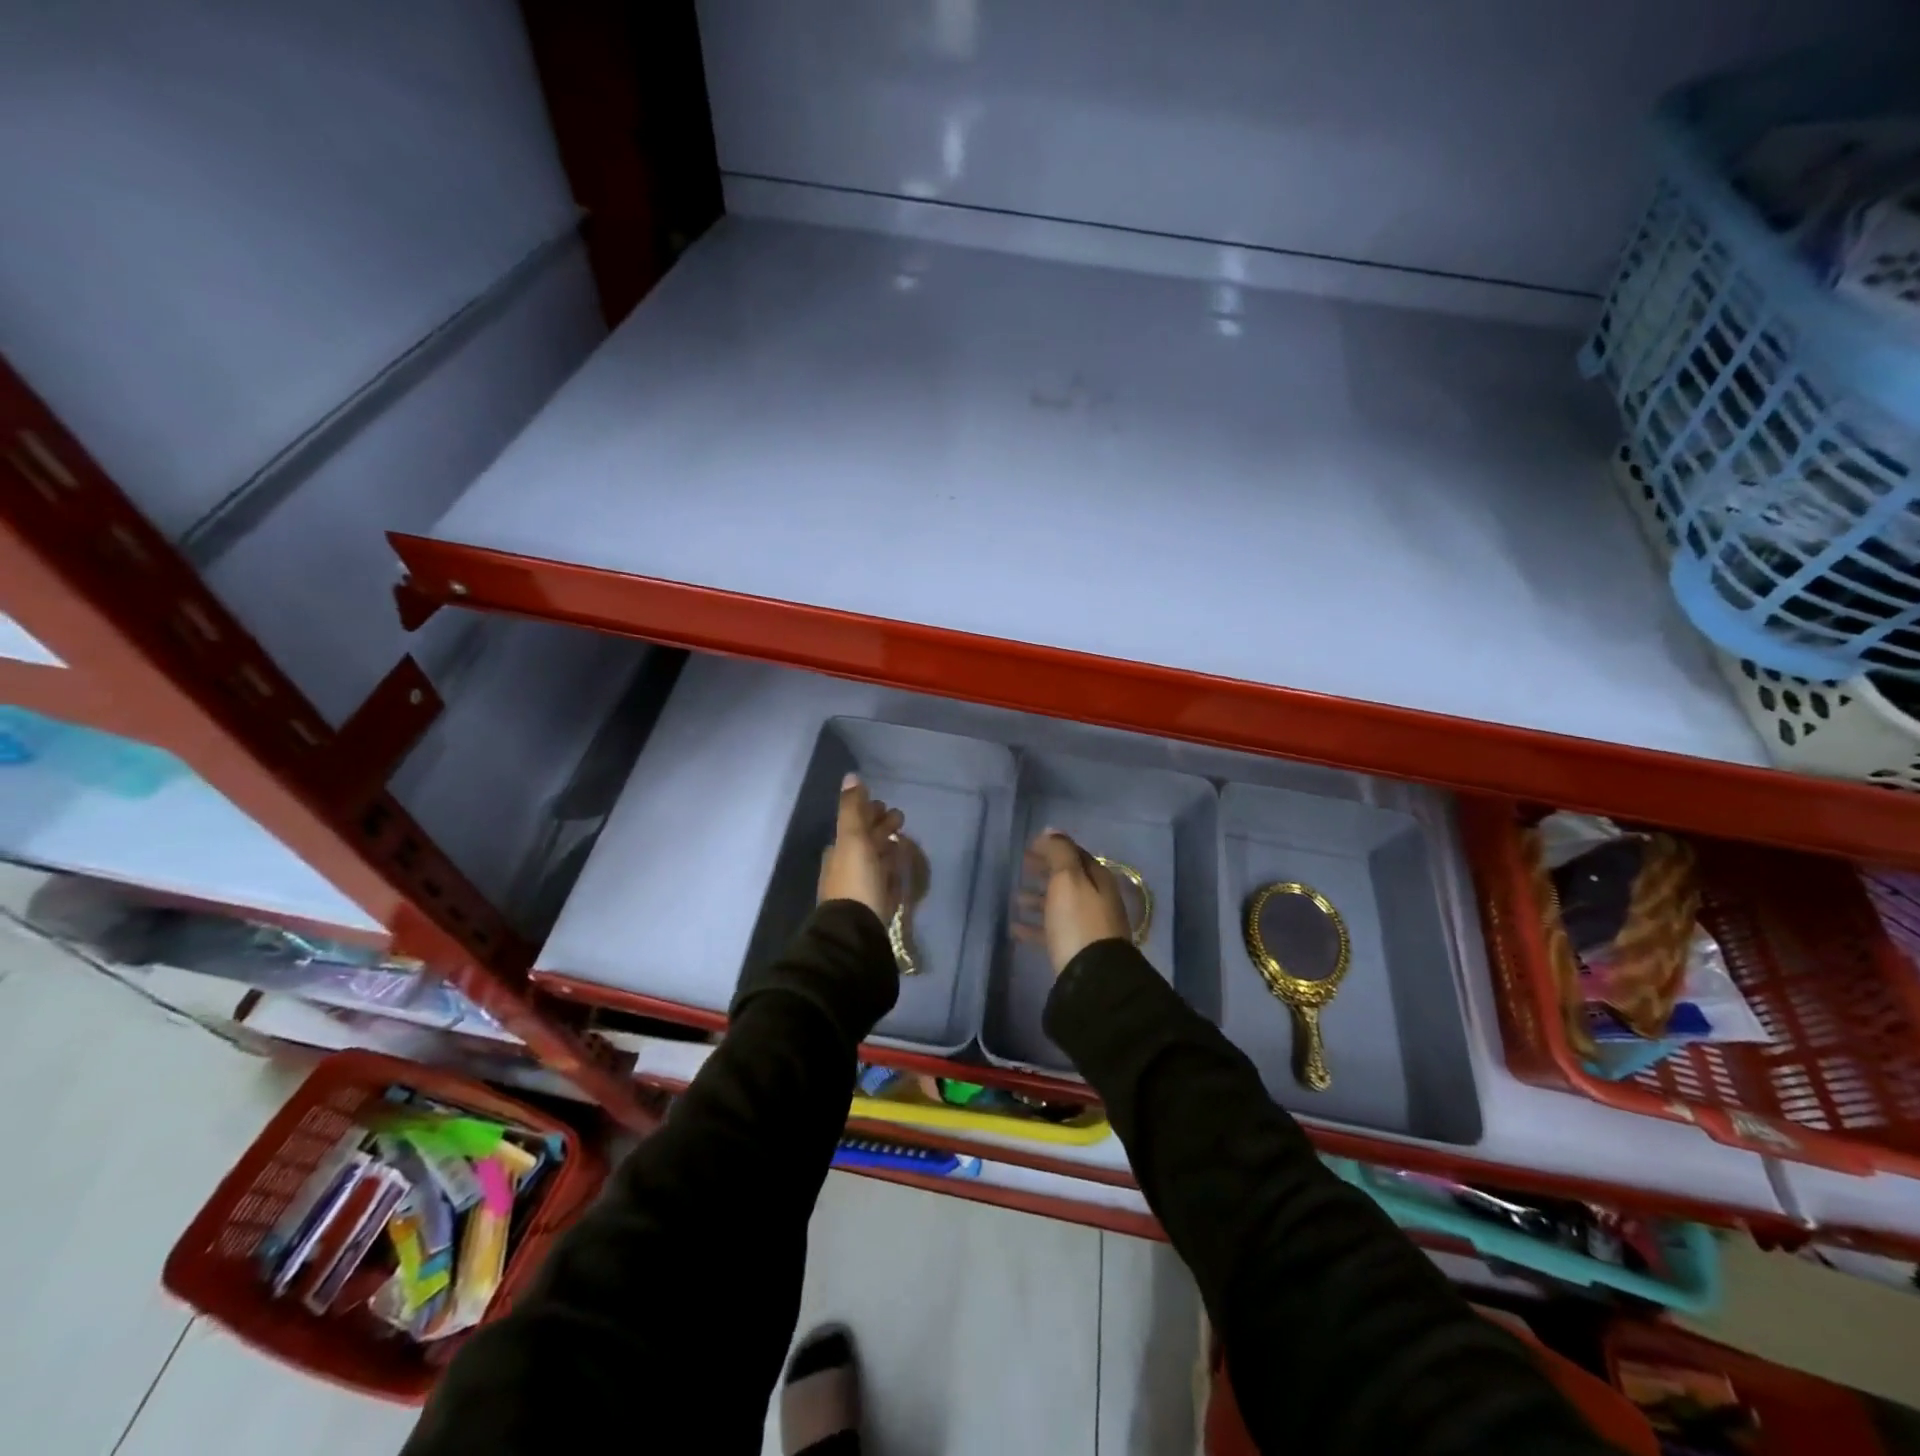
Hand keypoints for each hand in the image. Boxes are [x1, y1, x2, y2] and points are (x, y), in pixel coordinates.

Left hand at [818, 774, 904, 923]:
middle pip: (866, 843)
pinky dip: (891, 871)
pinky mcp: (874, 906)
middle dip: (881, 829)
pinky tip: (900, 870)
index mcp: (839, 851)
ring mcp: (860, 889)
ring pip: (875, 862)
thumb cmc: (855, 880)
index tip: (886, 806)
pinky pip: (884, 882)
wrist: (857, 930)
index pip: (855, 825)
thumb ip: (852, 808)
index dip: (870, 813)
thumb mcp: (852, 838)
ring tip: (904, 843)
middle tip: (901, 820)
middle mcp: (846, 868)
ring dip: (887, 850)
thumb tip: (851, 776)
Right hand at [1017, 830, 1132, 975]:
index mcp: (1098, 879)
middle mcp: (1097, 899)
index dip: (1052, 848)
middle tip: (1022, 866)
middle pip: (1068, 879)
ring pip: (1059, 904)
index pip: (1074, 854)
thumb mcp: (1068, 880)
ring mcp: (1088, 926)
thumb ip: (1060, 853)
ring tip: (1015, 898)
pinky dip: (1035, 926)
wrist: (1094, 978)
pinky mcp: (1077, 949)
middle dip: (1045, 870)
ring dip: (1038, 898)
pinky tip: (1015, 929)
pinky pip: (1052, 931)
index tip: (1029, 847)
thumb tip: (1051, 830)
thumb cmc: (1078, 922)